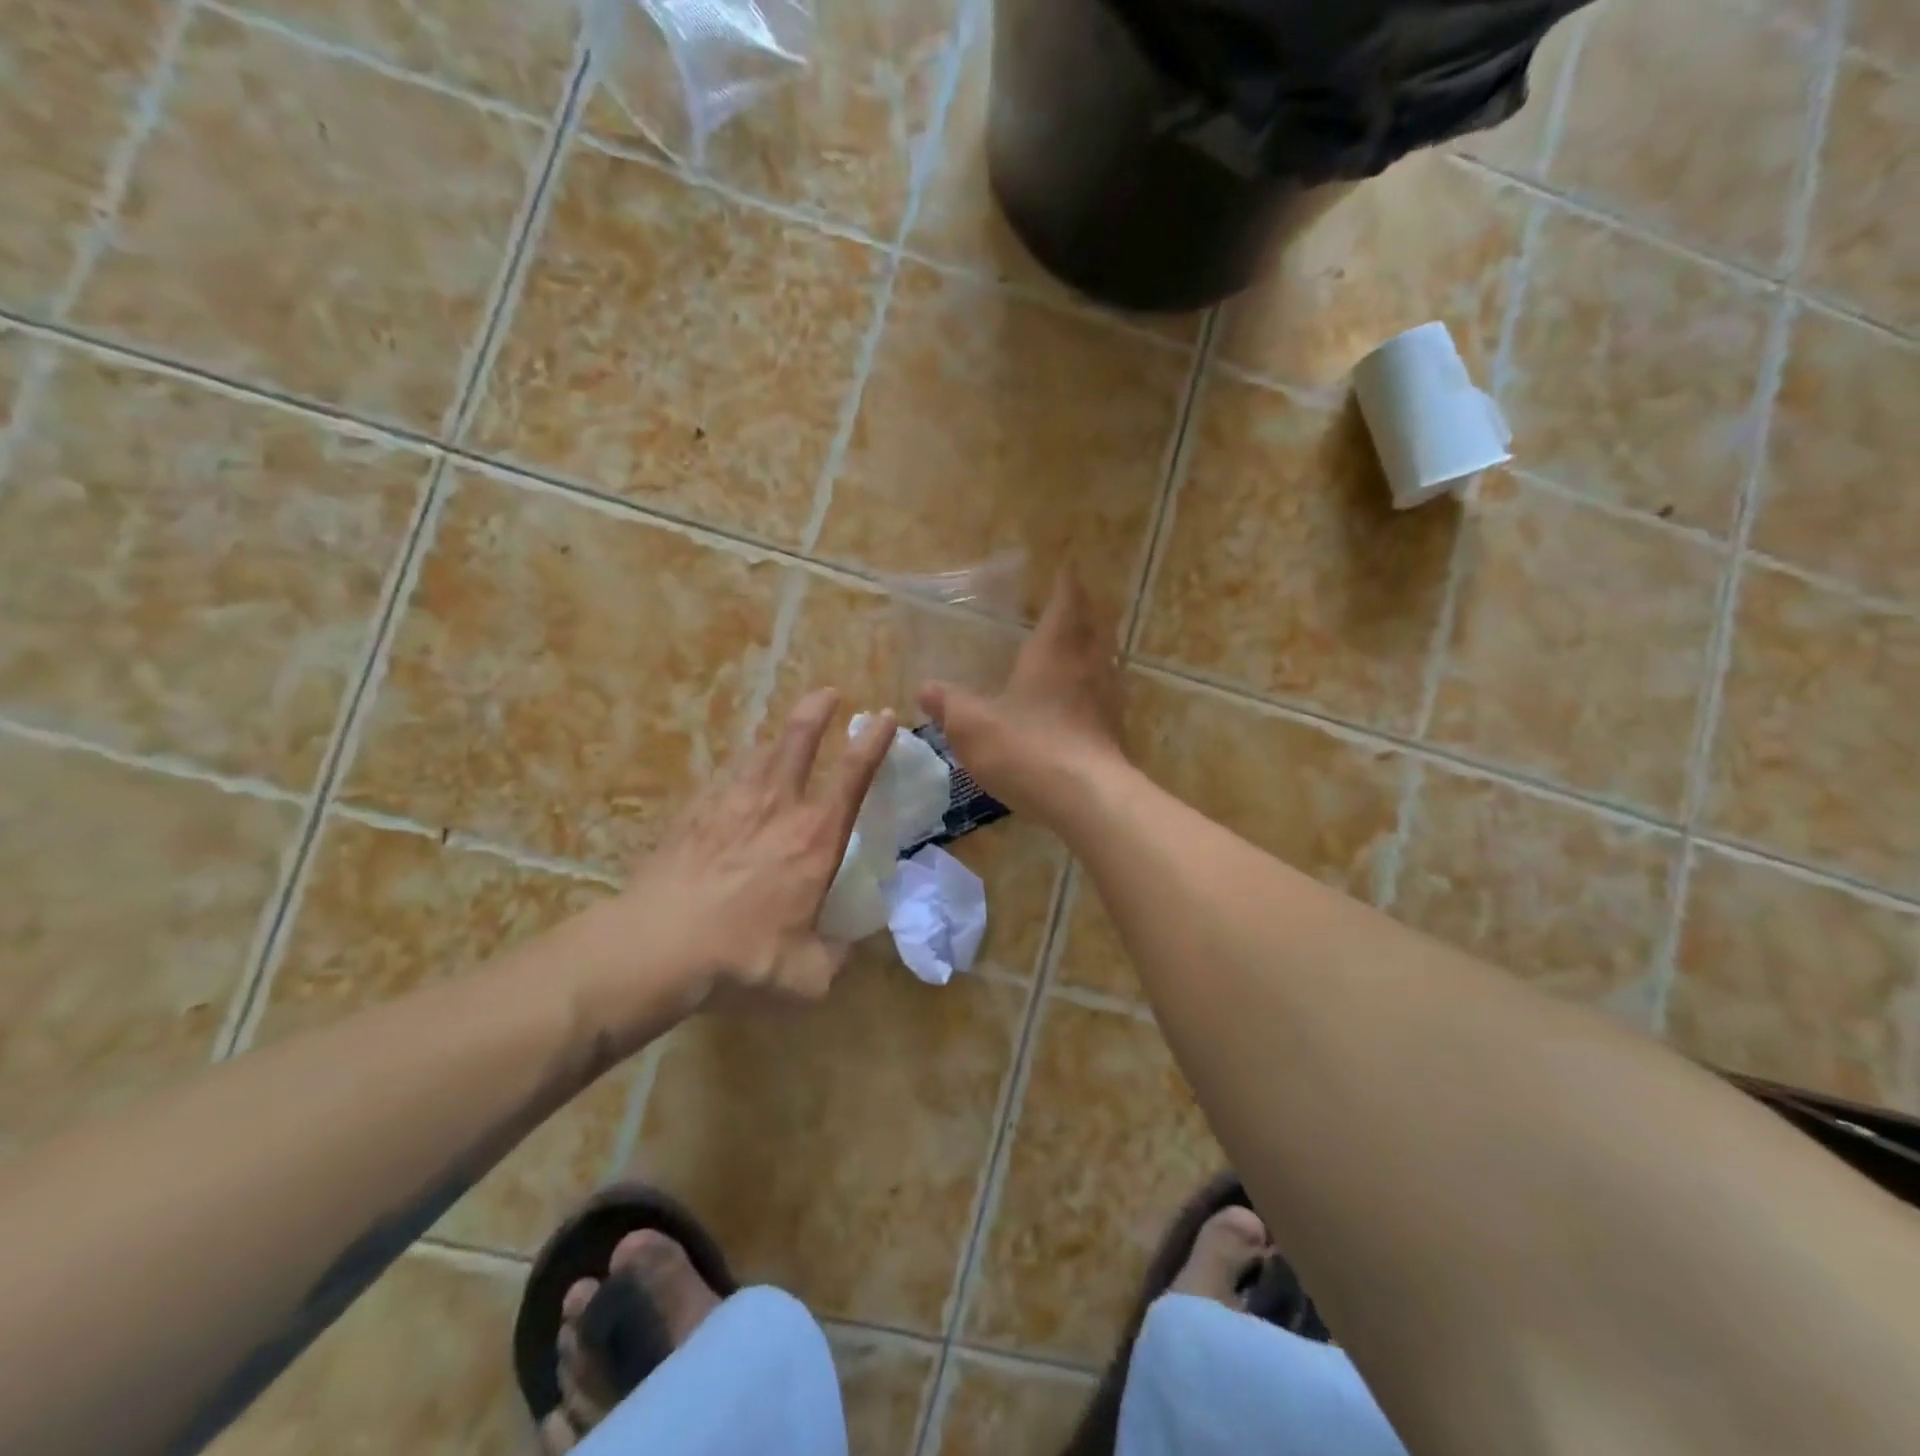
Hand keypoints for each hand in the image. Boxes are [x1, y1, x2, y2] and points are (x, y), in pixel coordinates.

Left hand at [595, 691, 894, 1018]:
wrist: (657, 947)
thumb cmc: (743, 957)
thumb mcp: (807, 977)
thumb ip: (835, 959)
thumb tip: (845, 948)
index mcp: (815, 839)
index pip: (853, 776)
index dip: (873, 742)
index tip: (884, 717)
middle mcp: (776, 808)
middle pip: (799, 740)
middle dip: (818, 709)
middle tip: (829, 692)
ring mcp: (729, 805)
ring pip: (758, 753)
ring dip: (777, 737)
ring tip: (783, 736)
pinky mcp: (692, 815)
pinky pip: (723, 779)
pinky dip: (738, 771)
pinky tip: (734, 782)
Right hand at [918, 571, 1126, 821]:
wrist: (1086, 798)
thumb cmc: (1027, 747)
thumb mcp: (973, 726)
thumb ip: (949, 705)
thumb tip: (925, 689)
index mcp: (1055, 650)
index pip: (1066, 602)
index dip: (1067, 584)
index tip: (1068, 567)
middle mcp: (1088, 665)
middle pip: (1094, 627)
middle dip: (1083, 613)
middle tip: (1069, 607)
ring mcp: (1107, 699)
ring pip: (1104, 660)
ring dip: (1092, 649)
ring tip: (1075, 649)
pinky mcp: (1114, 730)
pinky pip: (1105, 695)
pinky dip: (1094, 687)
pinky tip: (1078, 702)